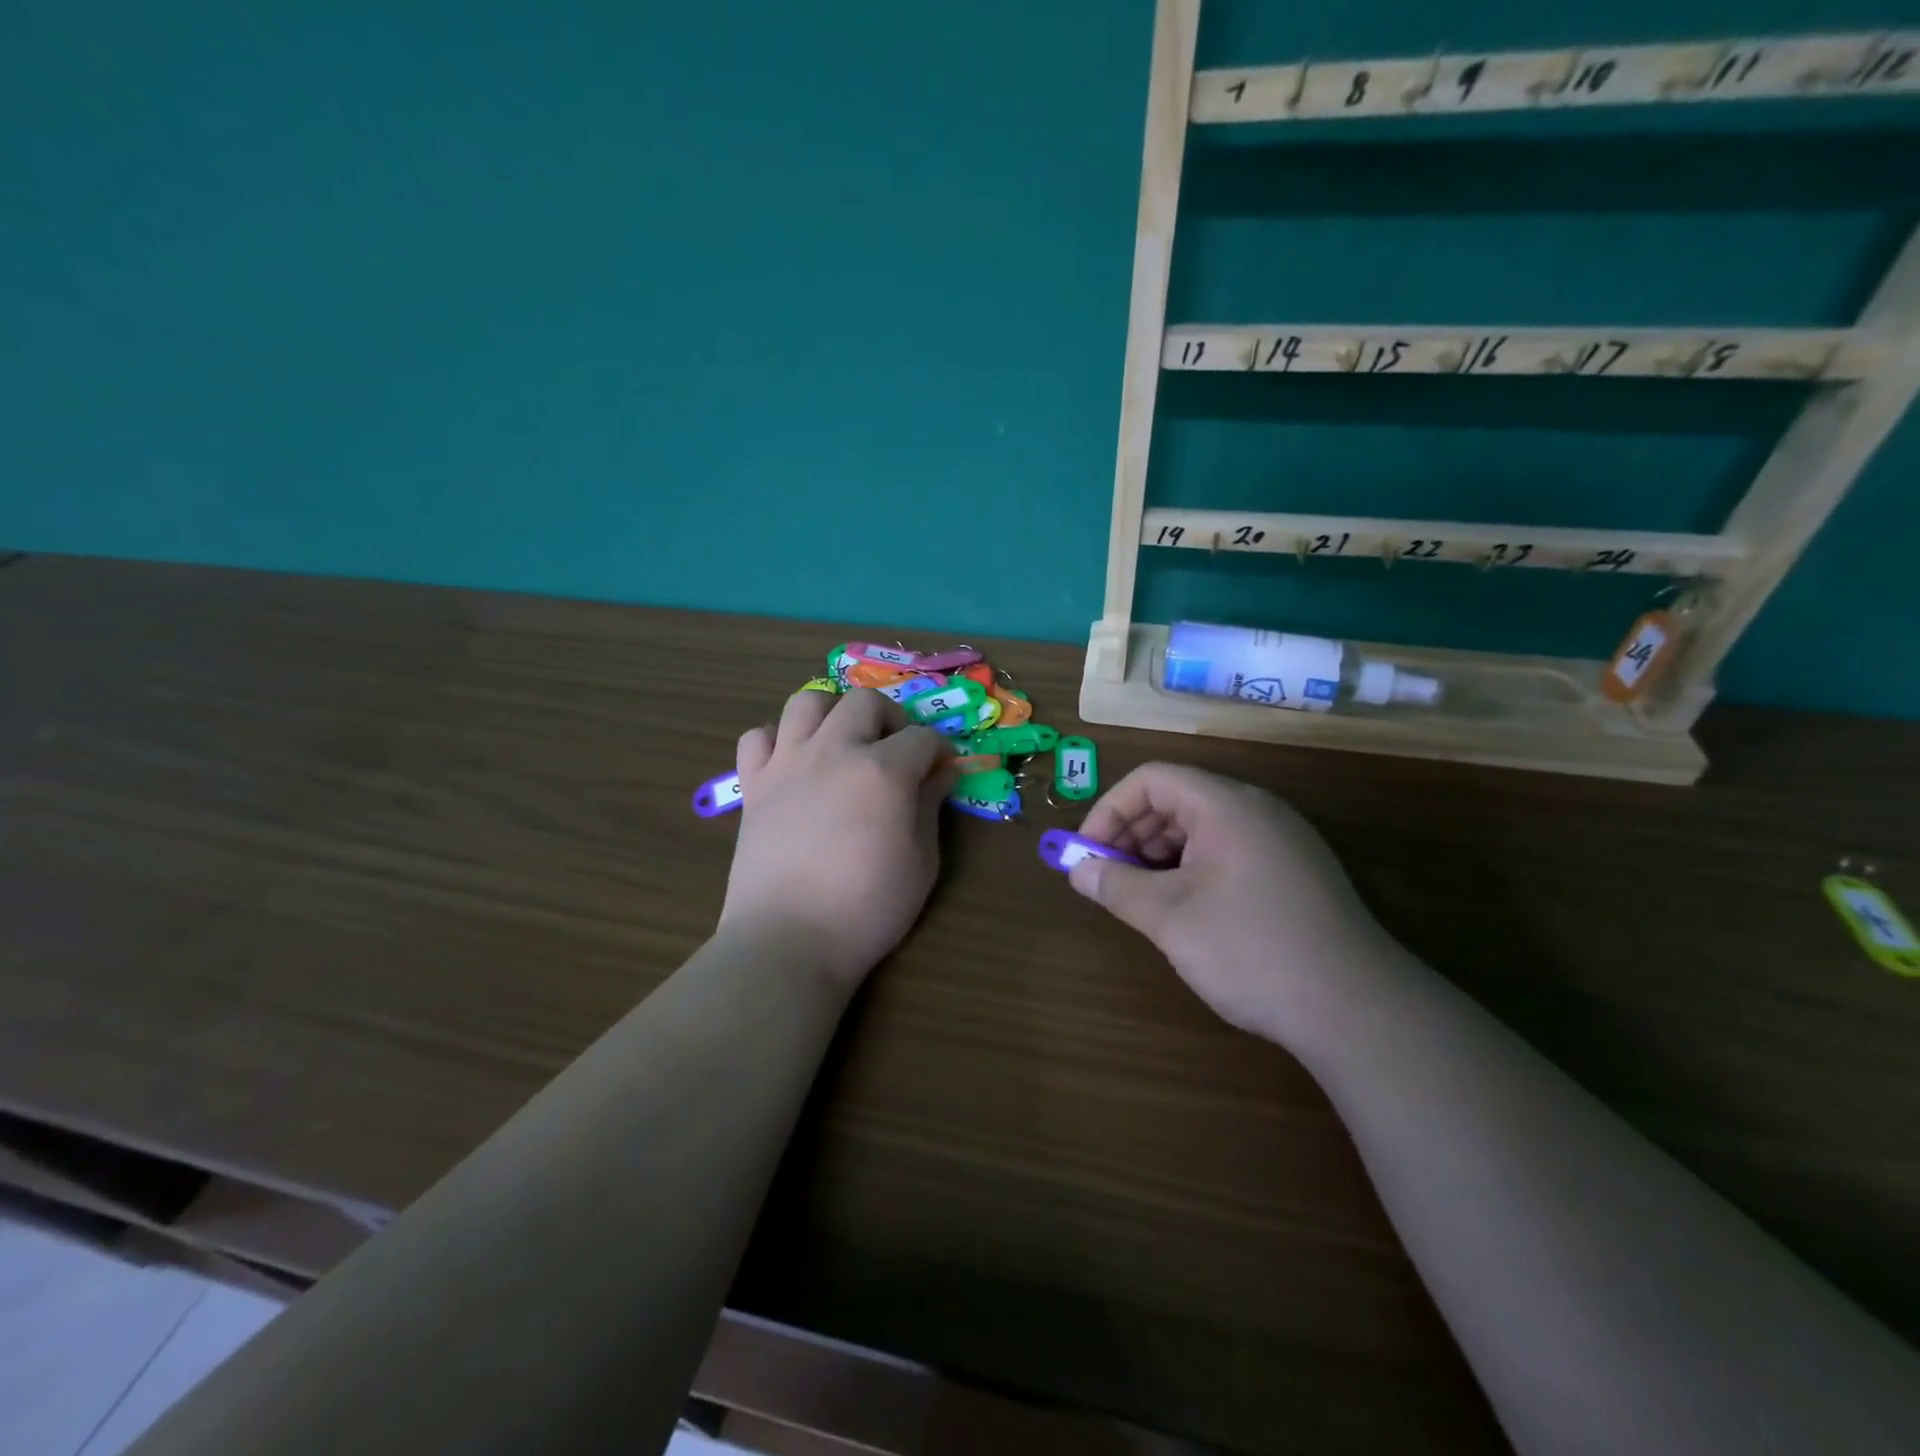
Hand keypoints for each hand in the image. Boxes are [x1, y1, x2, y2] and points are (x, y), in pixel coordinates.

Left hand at [718, 689, 955, 988]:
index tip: (943, 768)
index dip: (940, 750)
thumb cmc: (867, 909)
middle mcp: (833, 751)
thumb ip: (930, 808)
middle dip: (891, 717)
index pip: (922, 738)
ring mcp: (787, 763)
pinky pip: (758, 737)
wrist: (788, 940)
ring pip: (807, 702)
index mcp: (882, 771)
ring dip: (833, 713)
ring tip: (843, 743)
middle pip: (865, 701)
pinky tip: (793, 764)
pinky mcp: (753, 784)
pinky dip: (777, 740)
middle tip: (897, 750)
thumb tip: (940, 775)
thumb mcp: (920, 862)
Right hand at [1067, 763, 1394, 1043]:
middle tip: (1108, 880)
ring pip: (1202, 828)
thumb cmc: (1251, 949)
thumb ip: (1116, 887)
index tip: (1089, 855)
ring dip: (1160, 856)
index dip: (1110, 810)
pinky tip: (1184, 911)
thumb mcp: (1170, 917)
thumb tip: (1078, 871)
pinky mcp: (1295, 873)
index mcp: (1226, 805)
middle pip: (1177, 799)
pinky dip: (1192, 870)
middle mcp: (1256, 810)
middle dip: (1132, 835)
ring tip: (1141, 900)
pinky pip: (1228, 852)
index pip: (1152, 779)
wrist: (1358, 1010)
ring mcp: (1281, 841)